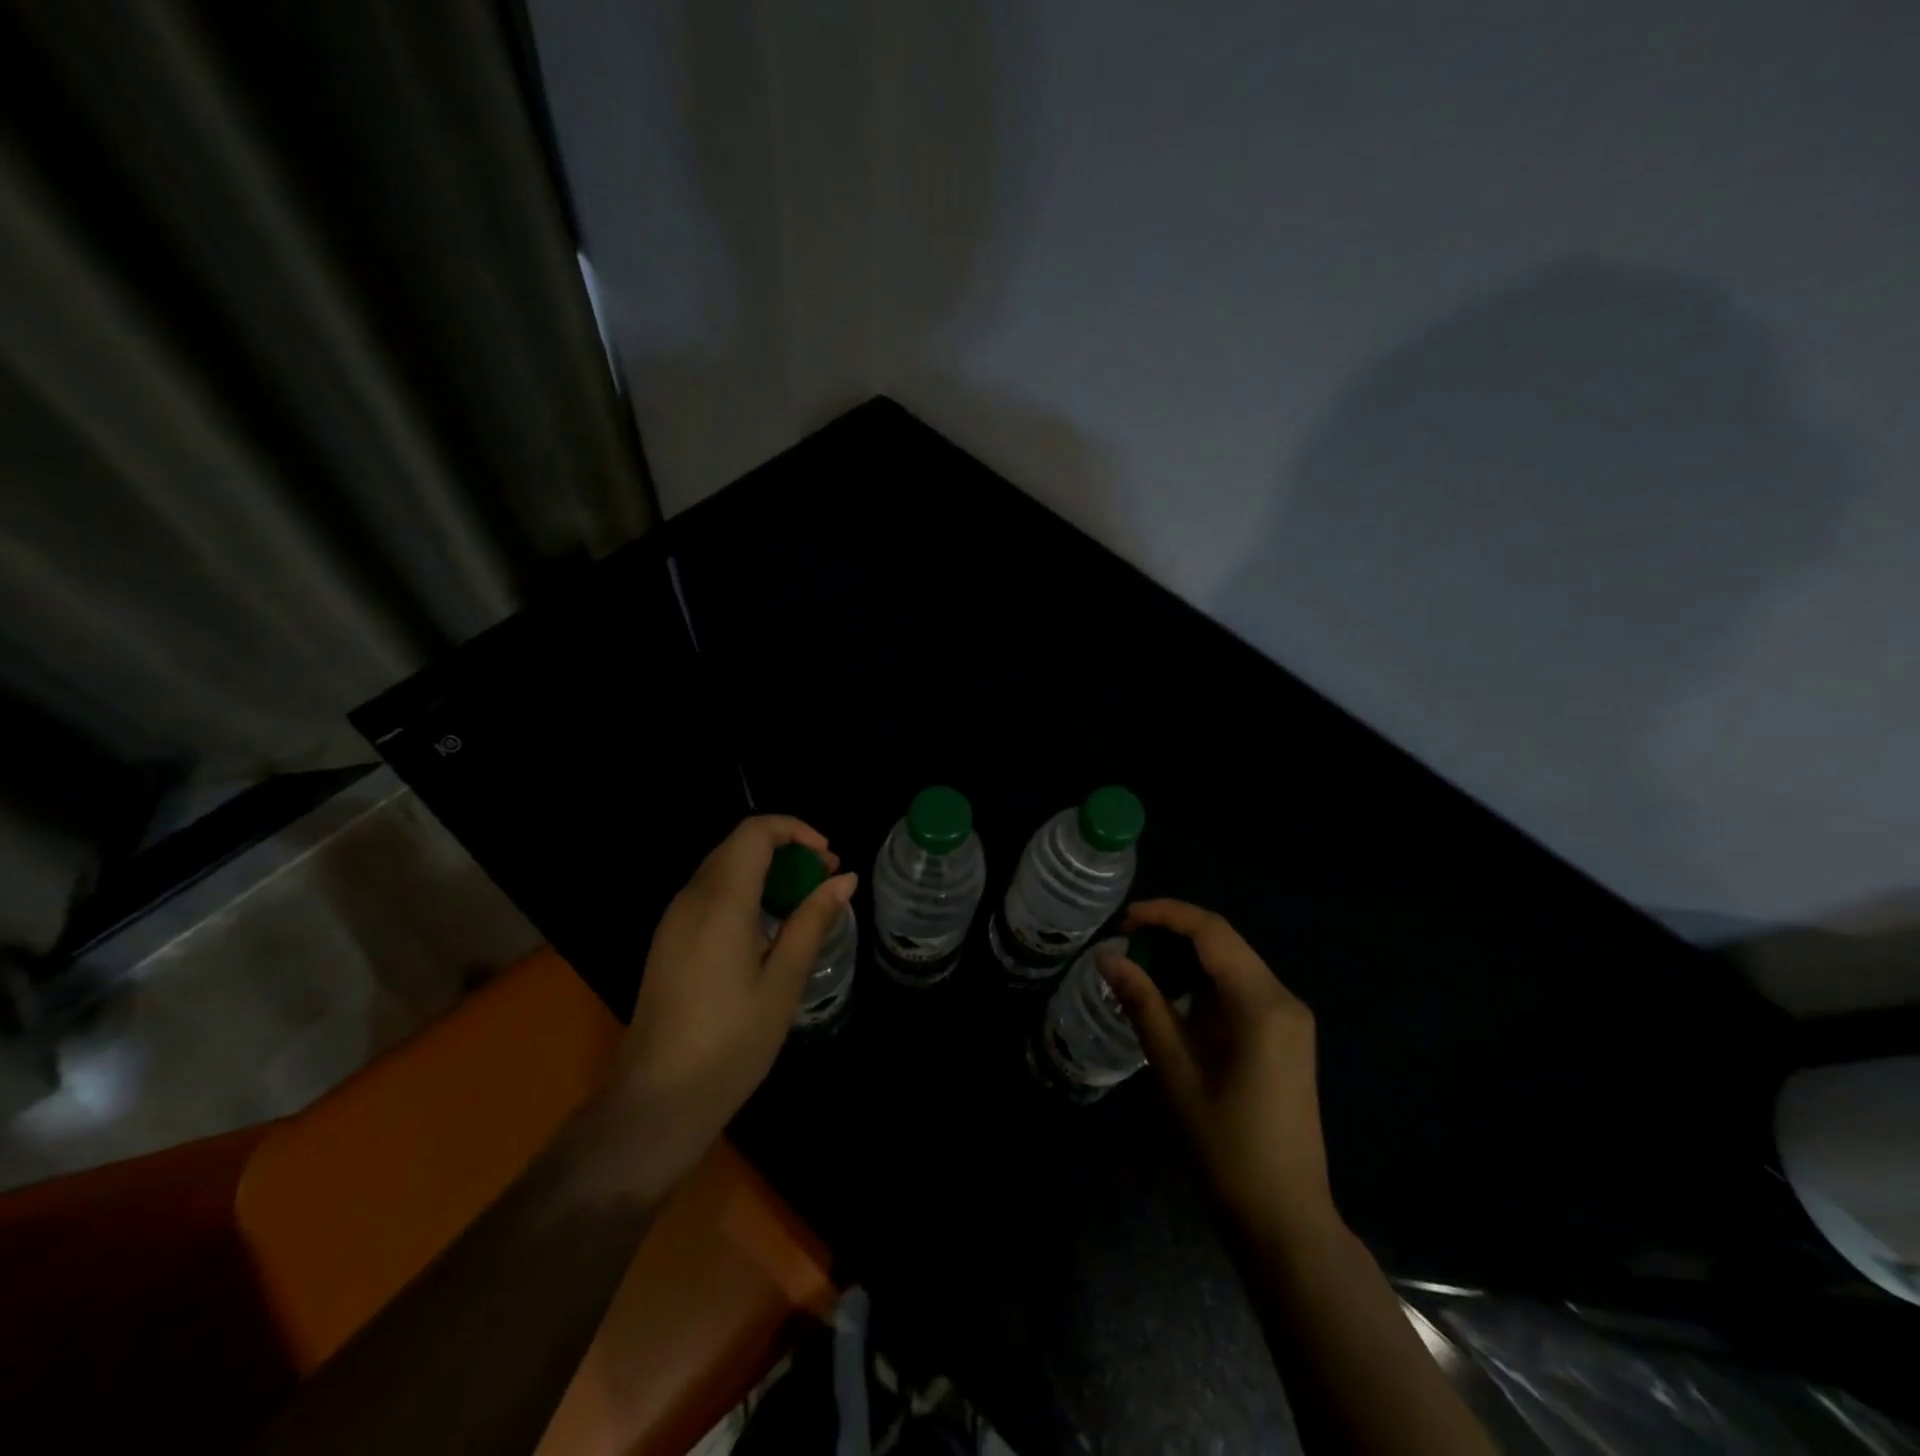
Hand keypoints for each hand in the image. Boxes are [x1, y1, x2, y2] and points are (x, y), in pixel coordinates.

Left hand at [605, 815, 856, 1193]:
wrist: (657, 1101)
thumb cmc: (730, 1044)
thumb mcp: (783, 982)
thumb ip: (812, 921)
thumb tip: (844, 880)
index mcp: (720, 903)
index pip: (754, 832)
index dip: (795, 830)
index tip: (827, 858)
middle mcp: (690, 900)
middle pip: (738, 846)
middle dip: (785, 850)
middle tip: (824, 881)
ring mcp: (673, 921)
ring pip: (722, 868)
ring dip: (765, 871)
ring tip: (802, 904)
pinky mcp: (667, 942)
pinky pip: (708, 895)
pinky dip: (744, 892)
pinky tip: (766, 930)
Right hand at [1101, 900, 1334, 1235]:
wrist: (1284, 1220)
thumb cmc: (1225, 1147)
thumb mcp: (1175, 1071)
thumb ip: (1143, 1005)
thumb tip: (1107, 958)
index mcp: (1262, 1003)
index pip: (1212, 932)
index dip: (1166, 915)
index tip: (1123, 921)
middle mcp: (1283, 1000)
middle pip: (1224, 943)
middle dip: (1173, 934)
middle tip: (1125, 945)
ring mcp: (1289, 1020)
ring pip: (1232, 965)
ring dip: (1187, 959)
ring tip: (1140, 968)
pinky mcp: (1285, 1038)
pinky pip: (1241, 992)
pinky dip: (1204, 985)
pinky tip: (1173, 999)